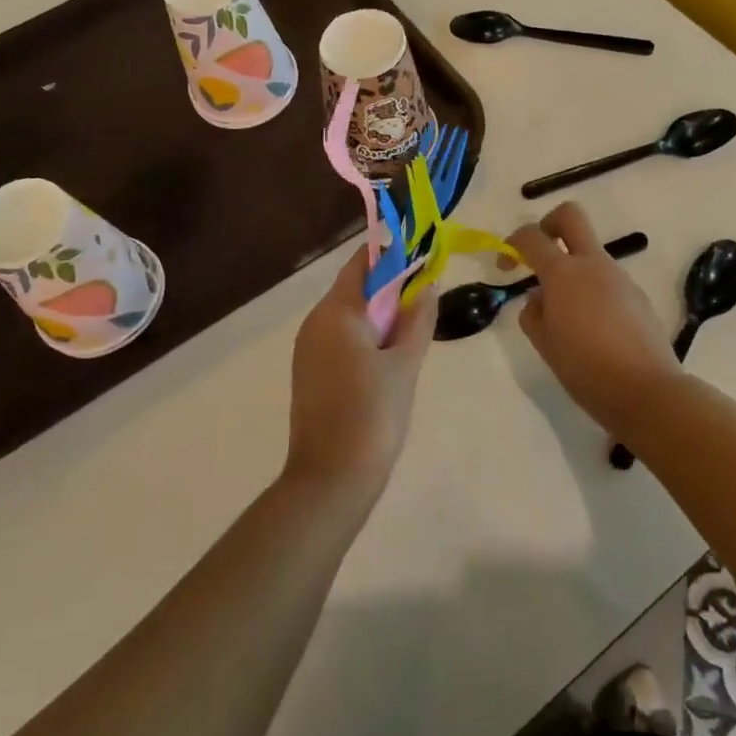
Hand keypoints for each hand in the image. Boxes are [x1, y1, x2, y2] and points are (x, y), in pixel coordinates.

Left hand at [285, 246, 436, 503]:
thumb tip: (427, 284)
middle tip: (425, 301)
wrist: (331, 480)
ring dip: (378, 315)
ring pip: (348, 316)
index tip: (421, 258)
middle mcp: (315, 323)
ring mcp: (308, 349)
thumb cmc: (373, 415)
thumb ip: (418, 319)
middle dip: (389, 289)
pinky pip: (339, 339)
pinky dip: (364, 337)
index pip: (361, 264)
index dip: (391, 255)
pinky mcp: (309, 373)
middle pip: (354, 289)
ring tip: (412, 333)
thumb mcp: (406, 364)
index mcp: (336, 313)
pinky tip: (388, 360)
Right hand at [508, 202, 681, 437]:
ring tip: (566, 314)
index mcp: (563, 274)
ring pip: (591, 252)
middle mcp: (593, 265)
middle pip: (570, 216)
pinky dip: (592, 290)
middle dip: (548, 224)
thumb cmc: (586, 369)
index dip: (512, 243)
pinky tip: (593, 329)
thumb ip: (533, 313)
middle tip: (539, 253)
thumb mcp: (544, 344)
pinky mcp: (638, 295)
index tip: (505, 265)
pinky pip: (607, 279)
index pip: (531, 237)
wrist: (646, 391)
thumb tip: (540, 297)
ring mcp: (620, 278)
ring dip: (572, 267)